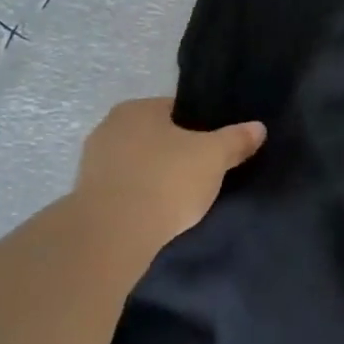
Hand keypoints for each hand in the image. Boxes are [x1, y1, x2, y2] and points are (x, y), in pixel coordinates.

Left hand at [70, 98, 264, 257]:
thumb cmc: (165, 181)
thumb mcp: (213, 158)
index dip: (200, 128)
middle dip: (176, 153)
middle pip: (155, 136)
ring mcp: (92, 163)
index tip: (214, 150)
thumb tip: (258, 127)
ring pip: (137, 164)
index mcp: (137, 109)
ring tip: (180, 200)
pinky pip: (123, 190)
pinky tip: (155, 215)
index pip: (176, 110)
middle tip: (201, 175)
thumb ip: (236, 140)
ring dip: (155, 177)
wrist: (111, 235)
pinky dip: (139, 198)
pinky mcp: (85, 196)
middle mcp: (109, 127)